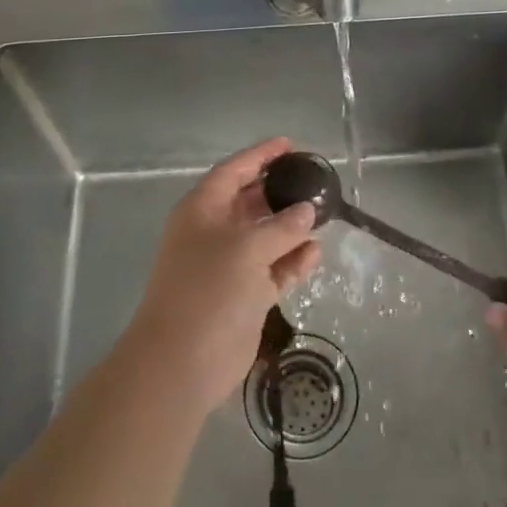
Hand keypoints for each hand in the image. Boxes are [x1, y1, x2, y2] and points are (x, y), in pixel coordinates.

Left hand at [127, 138, 320, 416]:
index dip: (260, 155)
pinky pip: (273, 269)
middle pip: (250, 202)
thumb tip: (307, 210)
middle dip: (279, 191)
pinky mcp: (243, 296)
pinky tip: (316, 252)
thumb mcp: (247, 248)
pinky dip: (292, 261)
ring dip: (291, 228)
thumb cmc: (208, 289)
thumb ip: (282, 226)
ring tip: (324, 213)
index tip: (289, 145)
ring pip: (265, 237)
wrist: (182, 361)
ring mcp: (228, 266)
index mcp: (202, 210)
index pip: (234, 171)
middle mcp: (213, 232)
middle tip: (314, 180)